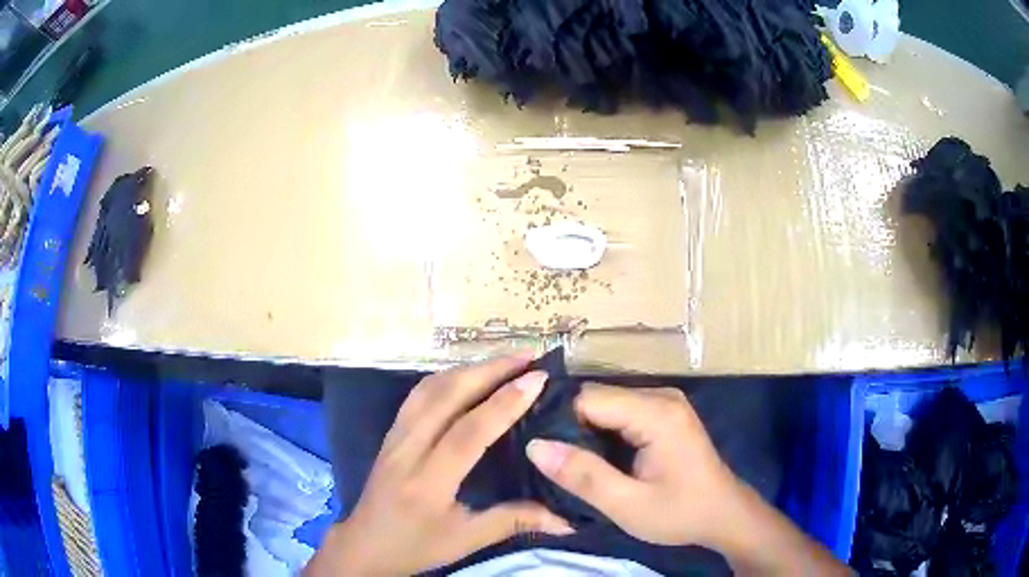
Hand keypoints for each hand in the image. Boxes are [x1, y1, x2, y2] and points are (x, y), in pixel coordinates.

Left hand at [307, 354, 572, 575]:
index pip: (468, 432)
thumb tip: (567, 519)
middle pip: (445, 396)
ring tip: (503, 361)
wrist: (364, 545)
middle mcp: (407, 450)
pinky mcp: (389, 434)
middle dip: (488, 370)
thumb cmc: (415, 547)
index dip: (504, 402)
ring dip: (467, 369)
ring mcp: (394, 438)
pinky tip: (465, 377)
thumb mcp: (466, 540)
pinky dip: (445, 378)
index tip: (537, 378)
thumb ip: (514, 522)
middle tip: (527, 357)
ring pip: (428, 389)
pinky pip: (417, 396)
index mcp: (428, 482)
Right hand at [524, 384, 849, 575]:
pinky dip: (604, 433)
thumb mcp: (627, 505)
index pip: (588, 399)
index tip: (546, 456)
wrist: (724, 515)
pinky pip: (621, 413)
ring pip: (606, 405)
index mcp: (656, 412)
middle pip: (597, 398)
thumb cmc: (680, 512)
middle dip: (572, 429)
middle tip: (558, 466)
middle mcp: (661, 396)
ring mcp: (665, 402)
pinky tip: (599, 459)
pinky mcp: (665, 414)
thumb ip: (583, 476)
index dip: (562, 425)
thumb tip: (535, 446)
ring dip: (587, 432)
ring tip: (574, 465)